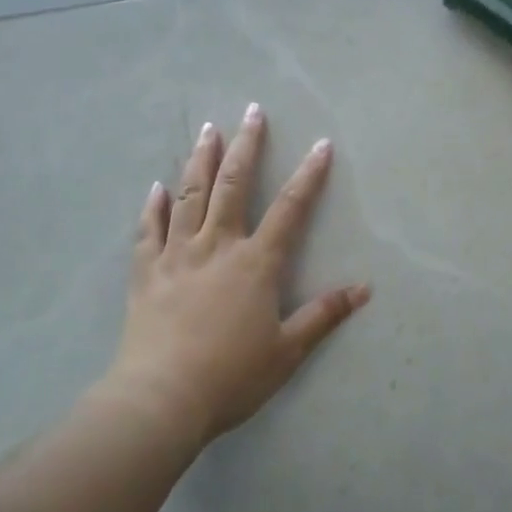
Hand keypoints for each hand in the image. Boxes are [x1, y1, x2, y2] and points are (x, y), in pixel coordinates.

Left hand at [107, 105, 370, 447]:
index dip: (309, 175)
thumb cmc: (231, 376)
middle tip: (252, 112)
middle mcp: (217, 246)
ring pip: (190, 196)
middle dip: (247, 146)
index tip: (320, 144)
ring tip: (208, 130)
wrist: (161, 399)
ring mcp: (177, 255)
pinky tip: (156, 187)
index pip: (290, 208)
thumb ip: (324, 314)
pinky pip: (148, 230)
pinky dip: (153, 206)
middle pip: (234, 185)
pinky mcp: (146, 272)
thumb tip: (365, 289)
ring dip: (201, 160)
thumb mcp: (287, 350)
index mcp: (256, 263)